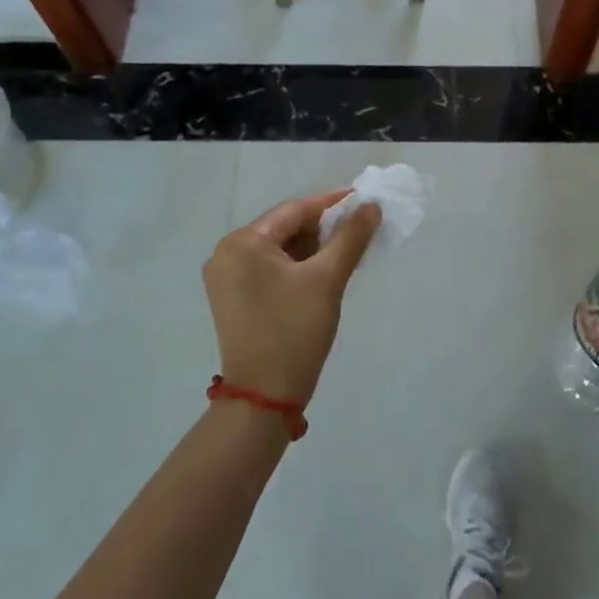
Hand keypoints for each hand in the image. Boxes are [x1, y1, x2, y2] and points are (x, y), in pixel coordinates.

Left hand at [202, 192, 381, 406]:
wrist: (264, 398)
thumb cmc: (294, 331)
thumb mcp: (327, 279)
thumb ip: (351, 237)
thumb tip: (371, 206)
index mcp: (242, 242)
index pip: (294, 211)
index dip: (332, 204)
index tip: (364, 200)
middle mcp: (227, 254)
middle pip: (284, 228)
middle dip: (324, 228)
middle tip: (361, 229)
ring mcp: (227, 279)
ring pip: (279, 250)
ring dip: (313, 249)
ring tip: (350, 250)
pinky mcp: (234, 299)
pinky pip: (271, 270)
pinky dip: (298, 267)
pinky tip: (326, 271)